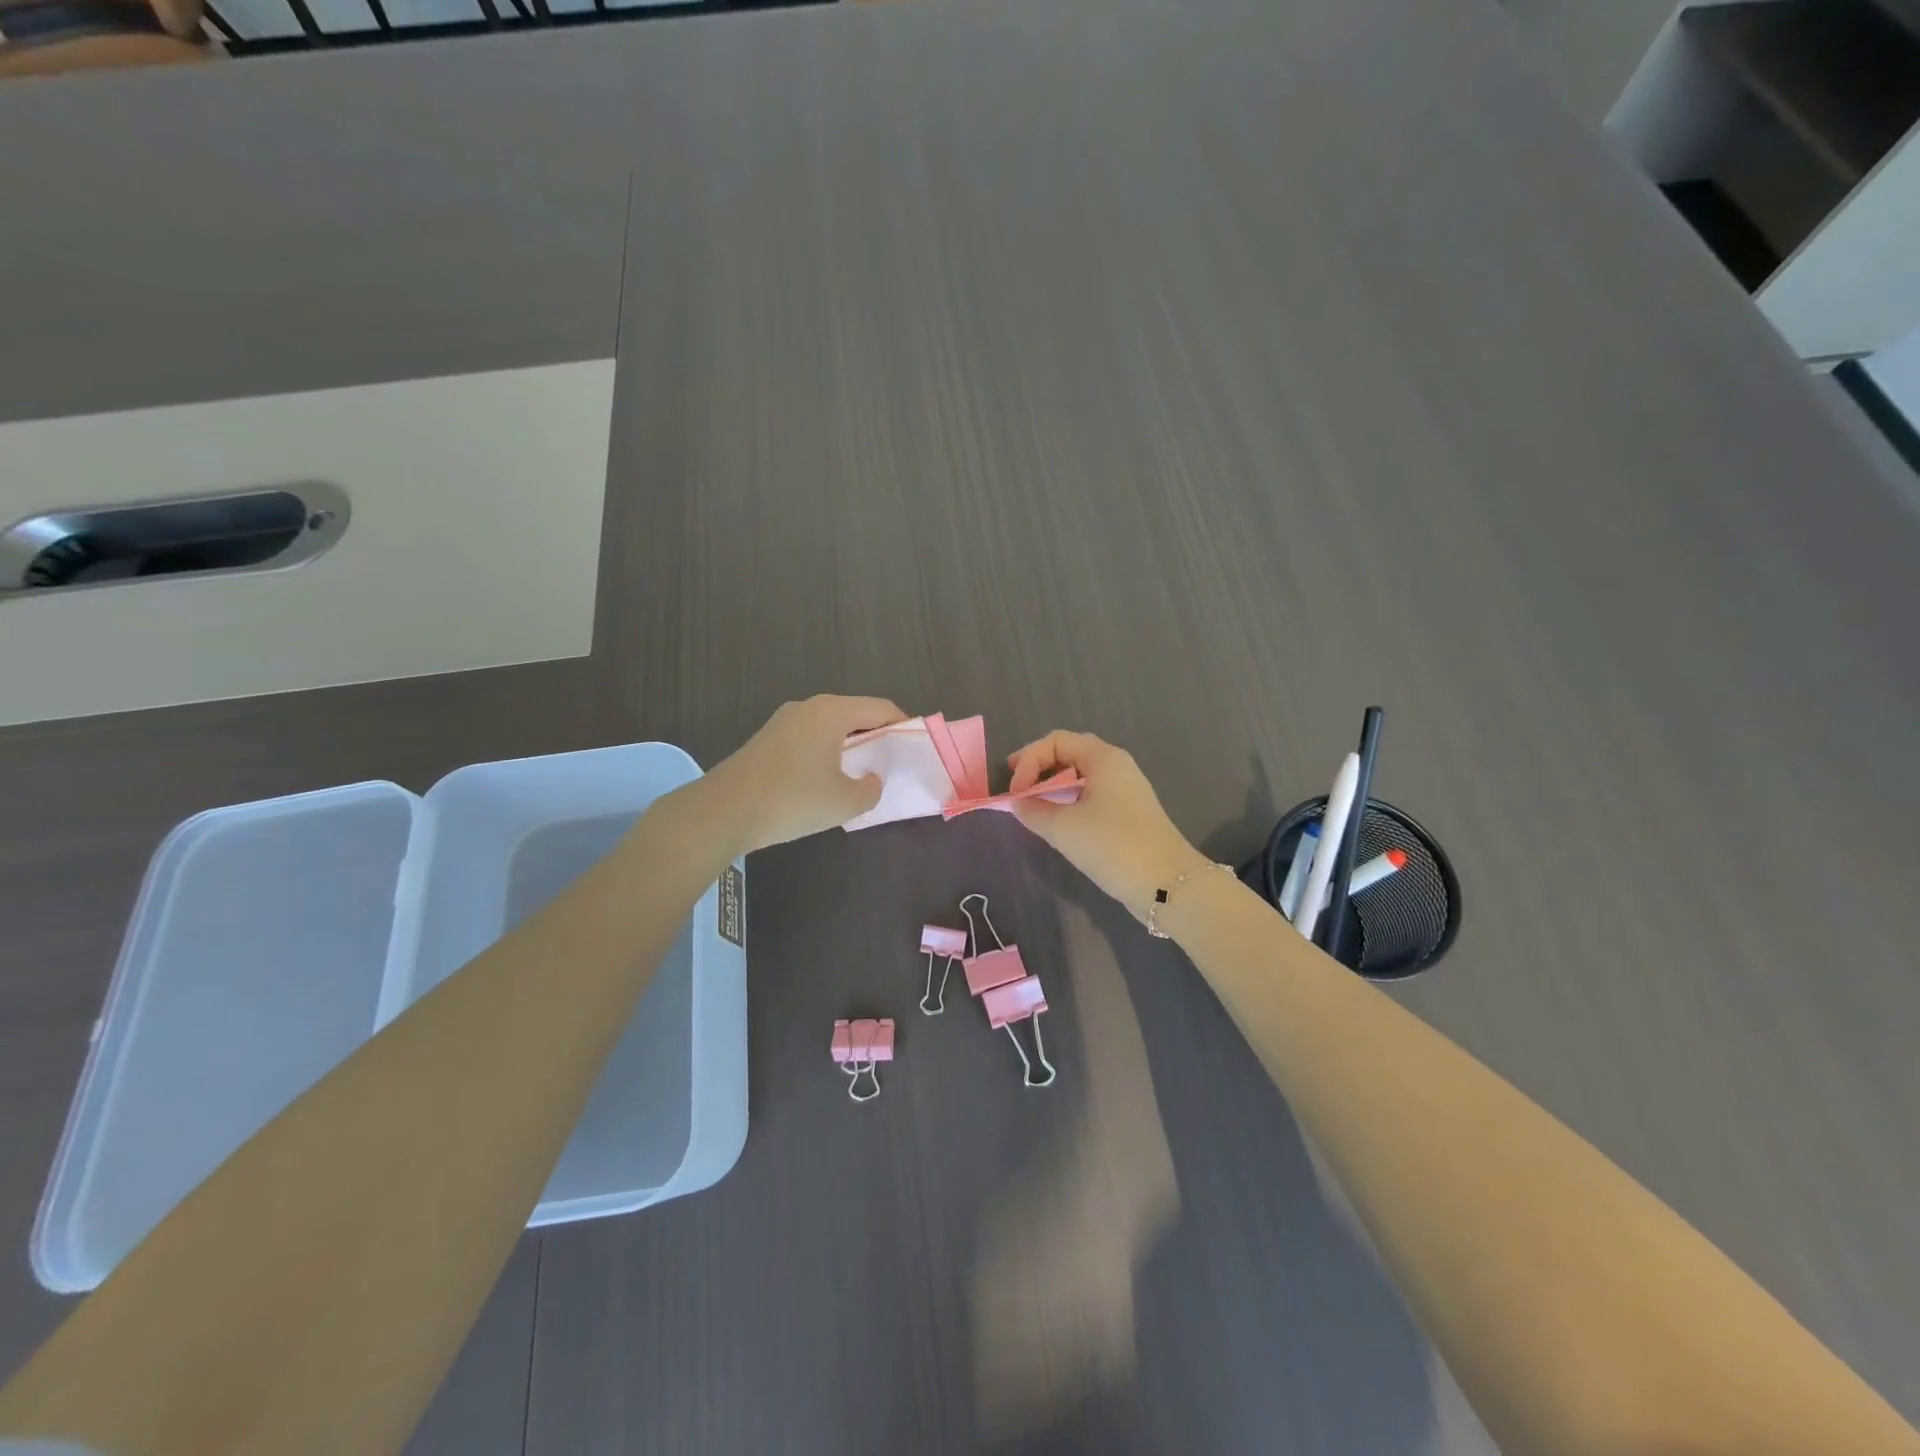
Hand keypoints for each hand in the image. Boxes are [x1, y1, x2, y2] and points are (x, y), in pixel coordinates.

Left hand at [701, 695, 904, 852]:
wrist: (723, 812)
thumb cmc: (793, 800)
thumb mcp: (846, 801)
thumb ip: (871, 789)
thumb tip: (871, 780)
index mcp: (832, 712)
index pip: (880, 708)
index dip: (902, 725)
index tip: (915, 746)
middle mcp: (808, 707)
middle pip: (854, 714)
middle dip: (876, 736)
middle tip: (891, 762)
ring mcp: (783, 722)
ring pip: (829, 727)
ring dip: (849, 746)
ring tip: (861, 774)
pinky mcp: (766, 741)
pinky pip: (809, 739)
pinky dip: (826, 753)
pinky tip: (825, 780)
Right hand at [1007, 730, 1208, 918]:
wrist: (1166, 884)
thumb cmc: (1112, 845)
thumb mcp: (1063, 828)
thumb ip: (1033, 811)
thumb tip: (1017, 803)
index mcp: (1104, 758)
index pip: (1056, 741)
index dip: (1029, 760)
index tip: (1015, 793)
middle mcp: (1117, 766)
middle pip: (1070, 753)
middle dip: (1039, 766)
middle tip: (1017, 786)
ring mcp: (1126, 791)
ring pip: (1082, 776)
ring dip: (1054, 785)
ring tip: (1033, 805)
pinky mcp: (1129, 815)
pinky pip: (1092, 795)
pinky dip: (1069, 801)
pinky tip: (1059, 822)